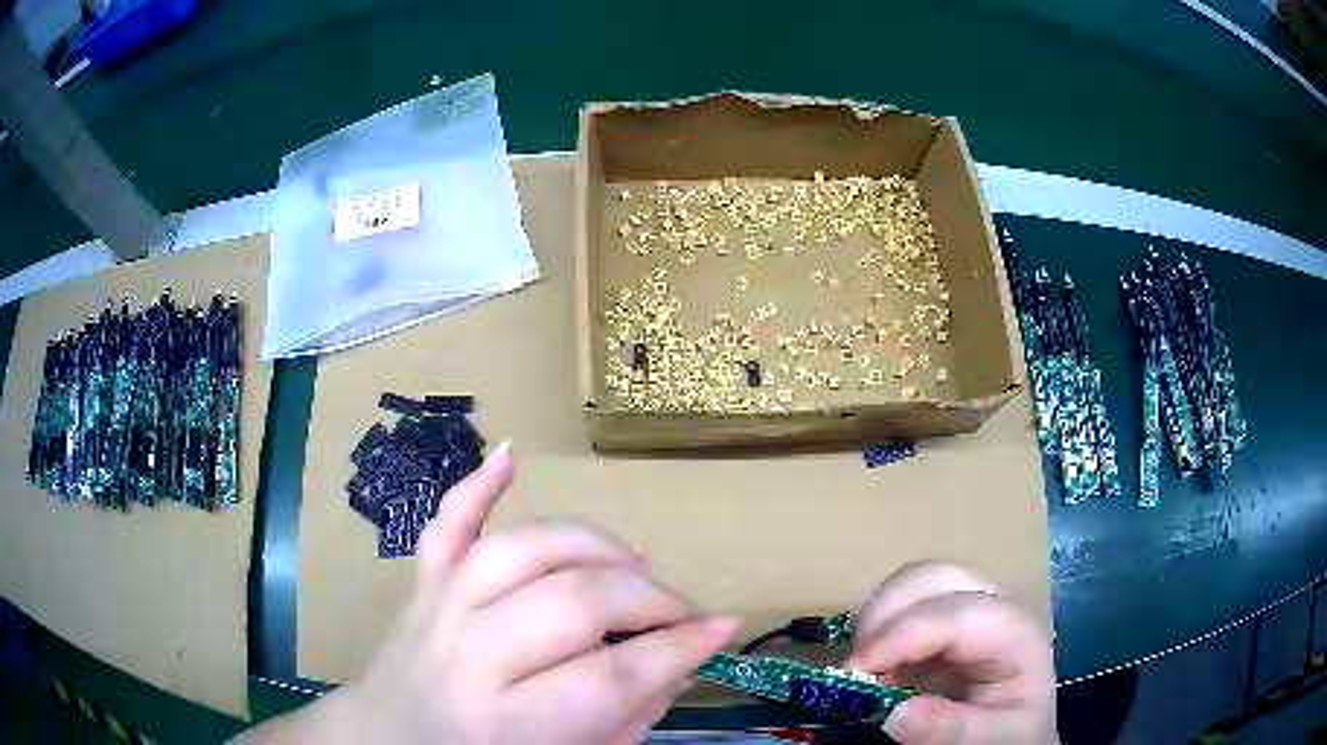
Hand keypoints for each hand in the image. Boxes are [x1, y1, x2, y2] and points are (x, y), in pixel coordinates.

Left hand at [244, 445, 734, 744]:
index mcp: (505, 723)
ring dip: (591, 546)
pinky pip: (447, 525)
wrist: (387, 741)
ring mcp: (437, 608)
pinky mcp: (421, 583)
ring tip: (632, 565)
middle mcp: (468, 657)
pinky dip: (478, 486)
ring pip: (522, 550)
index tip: (722, 628)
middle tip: (680, 610)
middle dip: (648, 599)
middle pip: (573, 603)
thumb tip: (683, 655)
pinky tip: (509, 452)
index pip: (610, 676)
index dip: (677, 648)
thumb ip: (630, 715)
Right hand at [846, 562, 1056, 744]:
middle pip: (935, 577)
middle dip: (886, 612)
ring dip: (879, 617)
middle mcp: (995, 607)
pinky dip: (881, 628)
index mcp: (1016, 633)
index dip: (900, 636)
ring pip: (916, 583)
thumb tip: (895, 714)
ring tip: (864, 668)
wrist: (1023, 736)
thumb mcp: (993, 740)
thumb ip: (951, 729)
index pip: (955, 614)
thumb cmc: (1014, 736)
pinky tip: (877, 666)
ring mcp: (971, 609)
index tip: (853, 673)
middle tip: (855, 665)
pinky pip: (908, 606)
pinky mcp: (949, 623)